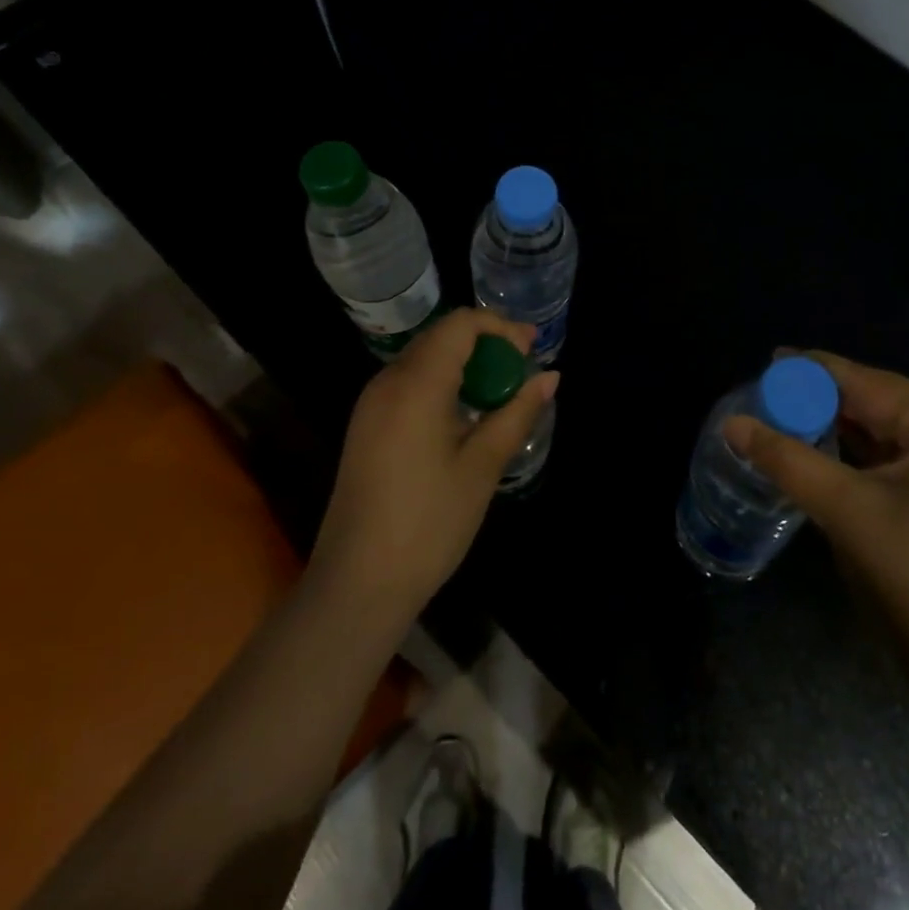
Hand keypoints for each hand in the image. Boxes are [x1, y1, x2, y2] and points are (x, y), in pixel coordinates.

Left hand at [311, 308, 558, 622]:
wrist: (357, 585)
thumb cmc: (428, 523)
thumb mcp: (482, 466)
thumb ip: (517, 413)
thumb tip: (551, 377)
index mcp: (416, 384)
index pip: (460, 324)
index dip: (500, 328)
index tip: (531, 351)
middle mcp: (387, 382)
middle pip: (441, 337)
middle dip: (486, 344)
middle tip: (523, 370)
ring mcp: (371, 405)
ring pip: (424, 360)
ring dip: (465, 365)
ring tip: (501, 394)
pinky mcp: (366, 427)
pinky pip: (409, 384)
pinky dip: (443, 384)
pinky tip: (465, 417)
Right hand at [723, 352, 908, 689]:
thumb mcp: (845, 511)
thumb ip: (786, 459)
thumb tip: (732, 424)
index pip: (866, 381)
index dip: (813, 371)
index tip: (769, 361)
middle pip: (880, 402)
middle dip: (824, 400)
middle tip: (769, 396)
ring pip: (890, 432)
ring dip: (841, 427)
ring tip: (788, 417)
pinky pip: (903, 459)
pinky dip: (863, 455)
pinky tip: (827, 451)